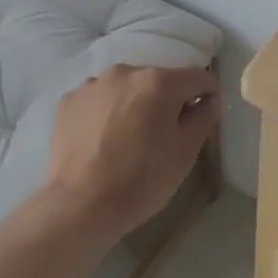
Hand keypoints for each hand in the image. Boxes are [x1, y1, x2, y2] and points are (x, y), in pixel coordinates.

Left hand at [45, 64, 220, 235]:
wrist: (79, 206)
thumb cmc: (141, 180)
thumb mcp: (185, 153)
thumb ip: (203, 118)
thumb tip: (208, 100)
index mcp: (159, 81)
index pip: (198, 77)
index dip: (207, 95)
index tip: (204, 117)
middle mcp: (125, 72)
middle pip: (159, 80)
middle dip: (168, 100)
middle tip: (164, 135)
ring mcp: (93, 84)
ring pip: (127, 88)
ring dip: (135, 104)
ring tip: (129, 138)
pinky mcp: (69, 101)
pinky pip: (99, 99)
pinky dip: (106, 112)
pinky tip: (103, 140)